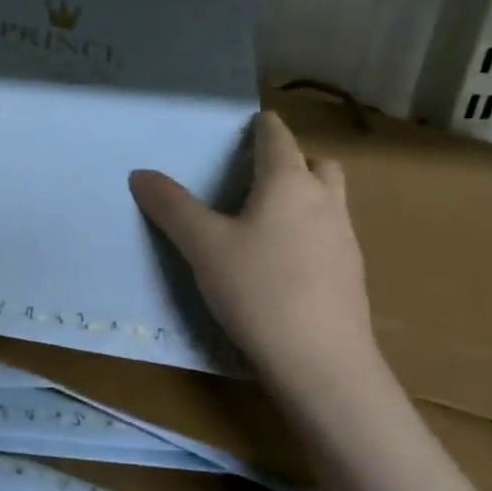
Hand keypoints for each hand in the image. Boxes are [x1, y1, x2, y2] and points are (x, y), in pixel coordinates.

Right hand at [130, 111, 381, 394]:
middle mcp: (325, 201)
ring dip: (303, 196)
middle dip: (289, 161)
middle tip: (254, 179)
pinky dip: (309, 232)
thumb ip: (171, 206)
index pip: (277, 136)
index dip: (259, 126)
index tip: (243, 127)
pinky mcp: (351, 274)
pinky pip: (330, 234)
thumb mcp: (202, 246)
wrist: (323, 364)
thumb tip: (140, 173)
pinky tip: (282, 264)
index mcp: (289, 182)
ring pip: (328, 199)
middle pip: (315, 163)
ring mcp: (345, 238)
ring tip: (263, 221)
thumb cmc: (259, 290)